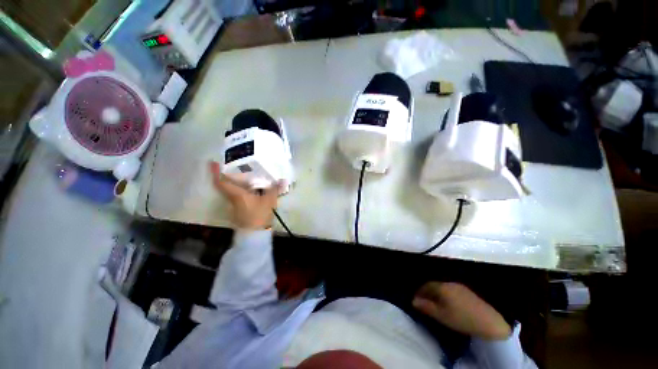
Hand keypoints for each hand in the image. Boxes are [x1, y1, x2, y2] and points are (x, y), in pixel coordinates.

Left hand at [210, 161, 279, 229]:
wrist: (255, 233)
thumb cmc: (259, 215)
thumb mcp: (269, 200)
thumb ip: (275, 189)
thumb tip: (283, 180)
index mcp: (237, 194)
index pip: (221, 182)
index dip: (215, 172)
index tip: (212, 162)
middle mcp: (232, 198)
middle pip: (225, 184)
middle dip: (226, 174)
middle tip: (232, 164)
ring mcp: (235, 204)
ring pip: (231, 189)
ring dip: (234, 181)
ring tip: (242, 172)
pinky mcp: (240, 208)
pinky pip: (238, 194)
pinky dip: (241, 188)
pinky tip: (251, 186)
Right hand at [413, 282, 511, 340]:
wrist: (489, 322)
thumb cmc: (462, 319)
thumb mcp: (441, 315)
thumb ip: (426, 307)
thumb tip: (413, 301)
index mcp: (442, 287)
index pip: (426, 285)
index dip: (419, 292)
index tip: (415, 300)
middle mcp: (449, 283)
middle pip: (434, 285)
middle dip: (427, 292)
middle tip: (424, 302)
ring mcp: (459, 286)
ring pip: (442, 287)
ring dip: (436, 293)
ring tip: (434, 304)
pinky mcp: (467, 291)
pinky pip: (450, 289)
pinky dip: (445, 295)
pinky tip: (447, 303)